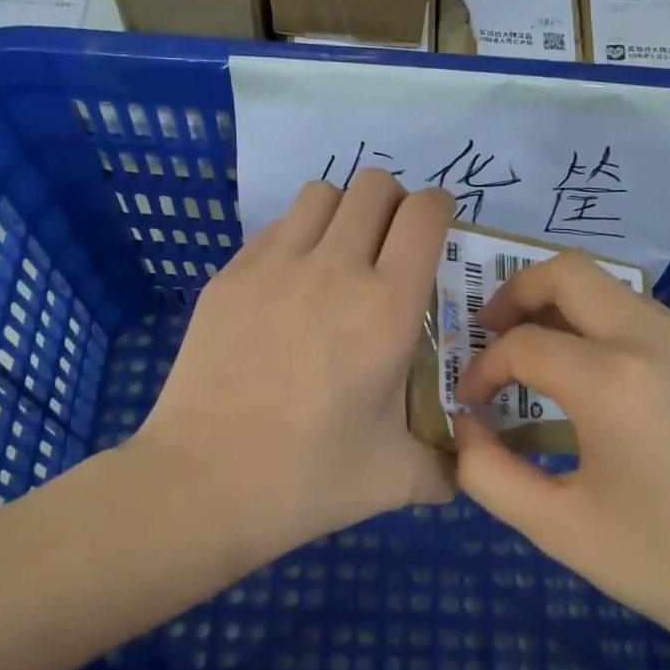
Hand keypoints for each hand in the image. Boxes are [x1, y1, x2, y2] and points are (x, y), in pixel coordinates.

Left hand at [130, 171, 454, 559]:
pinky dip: (297, 237)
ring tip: (342, 257)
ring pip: (320, 193)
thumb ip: (446, 465)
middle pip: (373, 185)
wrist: (201, 484)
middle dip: (394, 204)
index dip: (440, 210)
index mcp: (386, 307)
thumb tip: (468, 465)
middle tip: (392, 247)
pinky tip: (291, 287)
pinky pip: (275, 227)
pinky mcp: (229, 277)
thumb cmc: (307, 479)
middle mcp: (333, 268)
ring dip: (344, 212)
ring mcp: (273, 266)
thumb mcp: (395, 479)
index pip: (424, 213)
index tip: (438, 234)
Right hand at [453, 252, 669, 663]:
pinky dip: (617, 337)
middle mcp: (659, 339)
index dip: (483, 369)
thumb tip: (466, 426)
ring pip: (616, 293)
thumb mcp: (558, 529)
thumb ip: (487, 472)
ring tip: (550, 366)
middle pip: (569, 272)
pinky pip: (658, 324)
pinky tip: (619, 395)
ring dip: (568, 314)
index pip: (521, 343)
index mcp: (613, 381)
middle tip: (494, 335)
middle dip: (516, 293)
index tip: (473, 404)